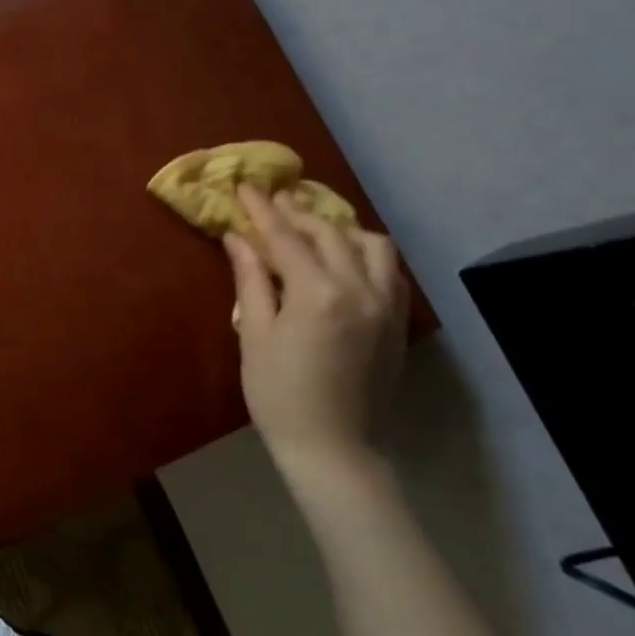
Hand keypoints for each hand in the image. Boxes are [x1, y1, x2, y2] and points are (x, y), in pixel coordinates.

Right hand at [223, 187, 407, 483]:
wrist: (334, 449)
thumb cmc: (279, 395)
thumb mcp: (255, 334)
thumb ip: (251, 279)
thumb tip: (237, 238)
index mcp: (318, 293)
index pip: (286, 236)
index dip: (263, 209)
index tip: (245, 186)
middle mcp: (360, 289)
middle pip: (330, 232)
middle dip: (298, 213)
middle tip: (272, 203)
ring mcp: (386, 305)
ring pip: (372, 245)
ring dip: (340, 229)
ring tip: (312, 231)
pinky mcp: (397, 323)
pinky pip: (388, 271)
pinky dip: (365, 254)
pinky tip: (344, 262)